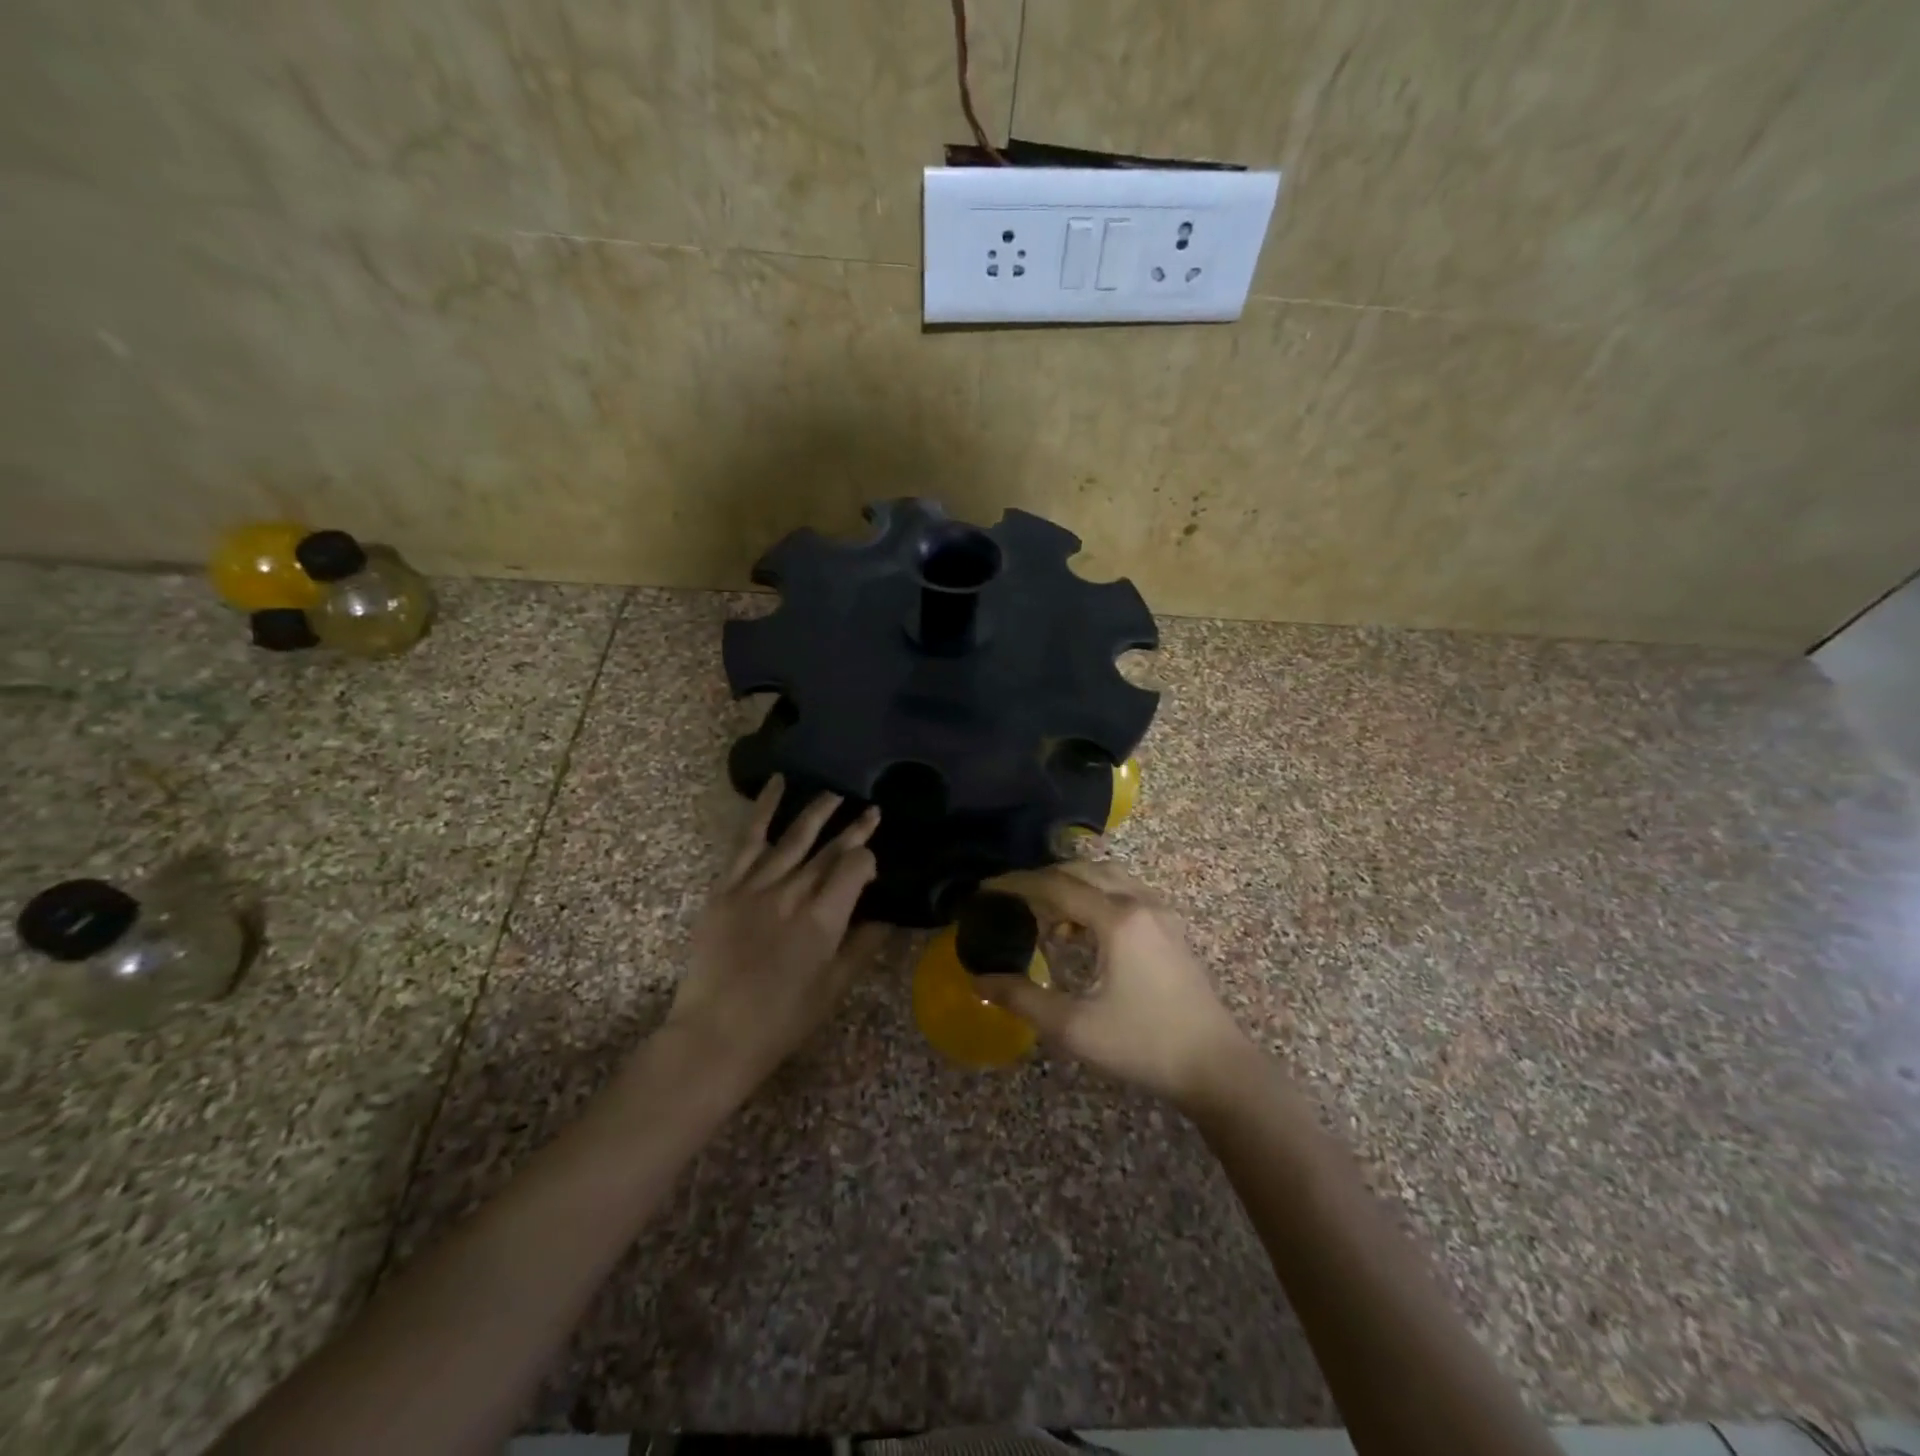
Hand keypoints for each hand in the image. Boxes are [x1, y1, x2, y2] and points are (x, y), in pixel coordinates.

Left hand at [664, 776, 883, 1087]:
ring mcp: (755, 885)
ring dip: (818, 811)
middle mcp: (792, 892)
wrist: (714, 1035)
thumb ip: (862, 945)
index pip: (855, 868)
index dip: (869, 859)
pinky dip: (763, 809)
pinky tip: (777, 784)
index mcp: (823, 919)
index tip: (874, 865)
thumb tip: (886, 915)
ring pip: (794, 836)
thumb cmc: (782, 1020)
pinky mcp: (726, 887)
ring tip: (835, 793)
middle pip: (829, 849)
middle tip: (872, 809)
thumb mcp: (834, 988)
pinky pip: (747, 840)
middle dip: (854, 828)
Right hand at [976, 861, 1247, 1107]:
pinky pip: (1125, 891)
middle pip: (1081, 871)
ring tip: (1043, 912)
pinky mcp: (1170, 927)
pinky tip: (1082, 929)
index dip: (1017, 884)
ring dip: (1071, 884)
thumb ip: (1023, 998)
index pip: (1056, 886)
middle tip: (1010, 898)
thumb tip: (980, 980)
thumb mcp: (1075, 1028)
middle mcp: (1139, 903)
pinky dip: (1095, 895)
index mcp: (1117, 919)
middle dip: (1041, 878)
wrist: (1216, 1067)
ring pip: (1106, 876)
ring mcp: (1160, 912)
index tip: (986, 888)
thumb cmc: (1143, 1045)